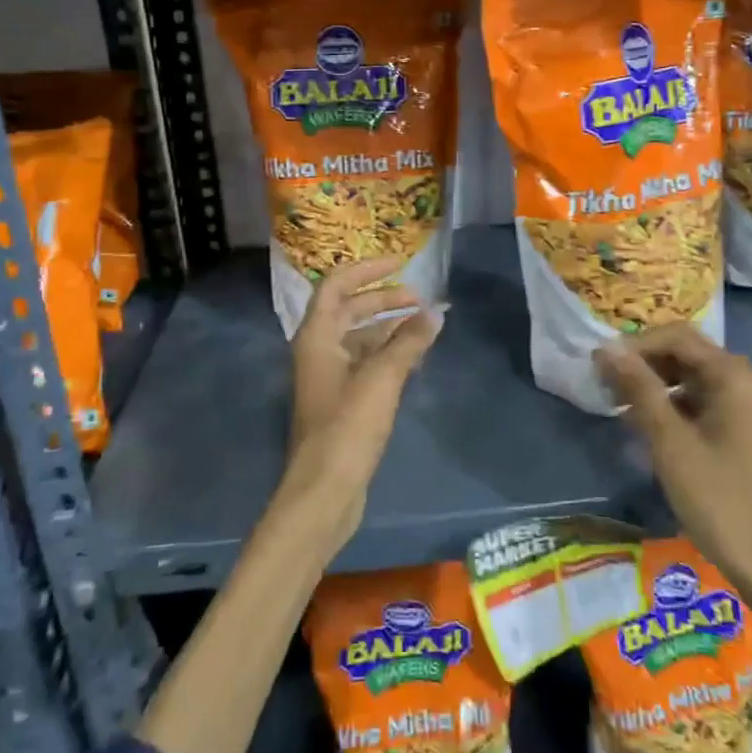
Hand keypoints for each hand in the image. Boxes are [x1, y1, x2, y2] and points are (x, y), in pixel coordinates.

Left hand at [278, 255, 442, 555]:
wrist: (324, 490)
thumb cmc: (348, 426)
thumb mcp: (382, 378)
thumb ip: (409, 341)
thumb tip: (435, 312)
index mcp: (317, 336)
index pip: (337, 285)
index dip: (367, 269)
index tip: (400, 263)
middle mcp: (317, 350)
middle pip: (350, 310)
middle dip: (384, 299)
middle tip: (421, 300)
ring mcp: (328, 377)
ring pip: (359, 338)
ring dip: (389, 327)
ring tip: (424, 326)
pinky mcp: (340, 401)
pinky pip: (365, 363)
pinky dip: (387, 354)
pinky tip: (414, 359)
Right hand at [595, 323, 751, 610]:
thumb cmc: (720, 500)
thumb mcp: (671, 442)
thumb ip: (638, 389)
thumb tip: (606, 348)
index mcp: (736, 376)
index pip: (676, 337)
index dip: (634, 346)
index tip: (599, 365)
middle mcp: (748, 381)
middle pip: (686, 353)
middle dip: (643, 363)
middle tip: (605, 384)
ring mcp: (751, 407)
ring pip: (693, 377)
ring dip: (656, 384)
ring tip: (620, 405)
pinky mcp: (748, 430)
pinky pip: (704, 400)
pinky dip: (674, 405)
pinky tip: (647, 425)